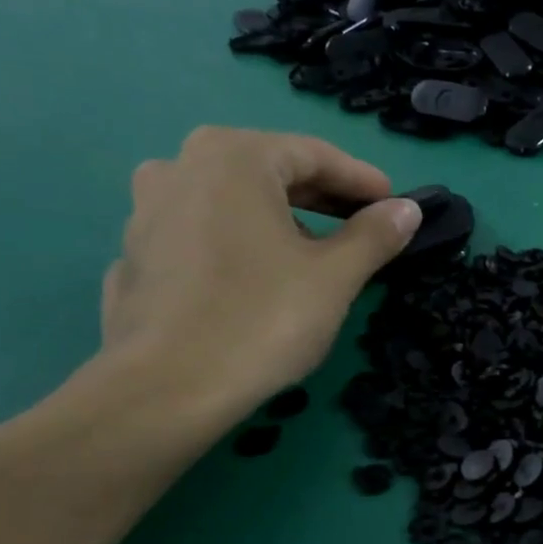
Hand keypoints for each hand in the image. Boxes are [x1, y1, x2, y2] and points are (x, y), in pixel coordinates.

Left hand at [94, 126, 420, 433]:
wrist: (167, 388)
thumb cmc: (262, 318)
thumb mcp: (335, 276)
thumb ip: (374, 235)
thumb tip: (407, 210)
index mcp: (233, 158)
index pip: (312, 154)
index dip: (360, 180)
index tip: (394, 204)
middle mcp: (181, 166)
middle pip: (268, 172)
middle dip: (320, 198)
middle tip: (360, 226)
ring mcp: (148, 210)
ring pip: (229, 202)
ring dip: (276, 219)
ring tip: (309, 255)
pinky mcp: (135, 255)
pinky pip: (199, 235)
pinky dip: (235, 245)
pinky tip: (254, 281)